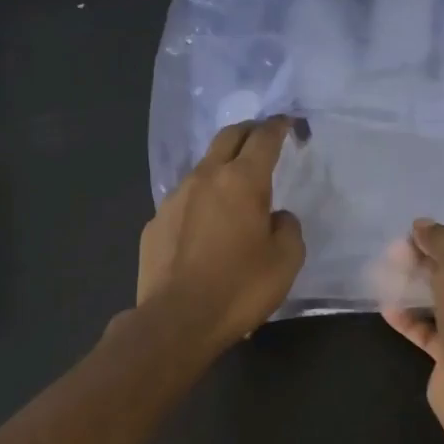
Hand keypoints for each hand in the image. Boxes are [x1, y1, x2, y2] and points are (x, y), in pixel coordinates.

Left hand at [137, 118, 305, 346]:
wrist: (177, 320)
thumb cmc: (240, 288)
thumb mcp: (286, 261)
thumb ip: (287, 228)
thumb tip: (276, 216)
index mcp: (242, 181)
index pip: (264, 138)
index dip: (279, 126)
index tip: (288, 123)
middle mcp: (205, 178)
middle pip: (228, 137)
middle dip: (249, 131)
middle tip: (263, 137)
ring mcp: (174, 198)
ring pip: (203, 167)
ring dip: (222, 166)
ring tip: (235, 185)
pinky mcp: (155, 222)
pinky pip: (184, 200)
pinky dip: (201, 200)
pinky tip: (206, 225)